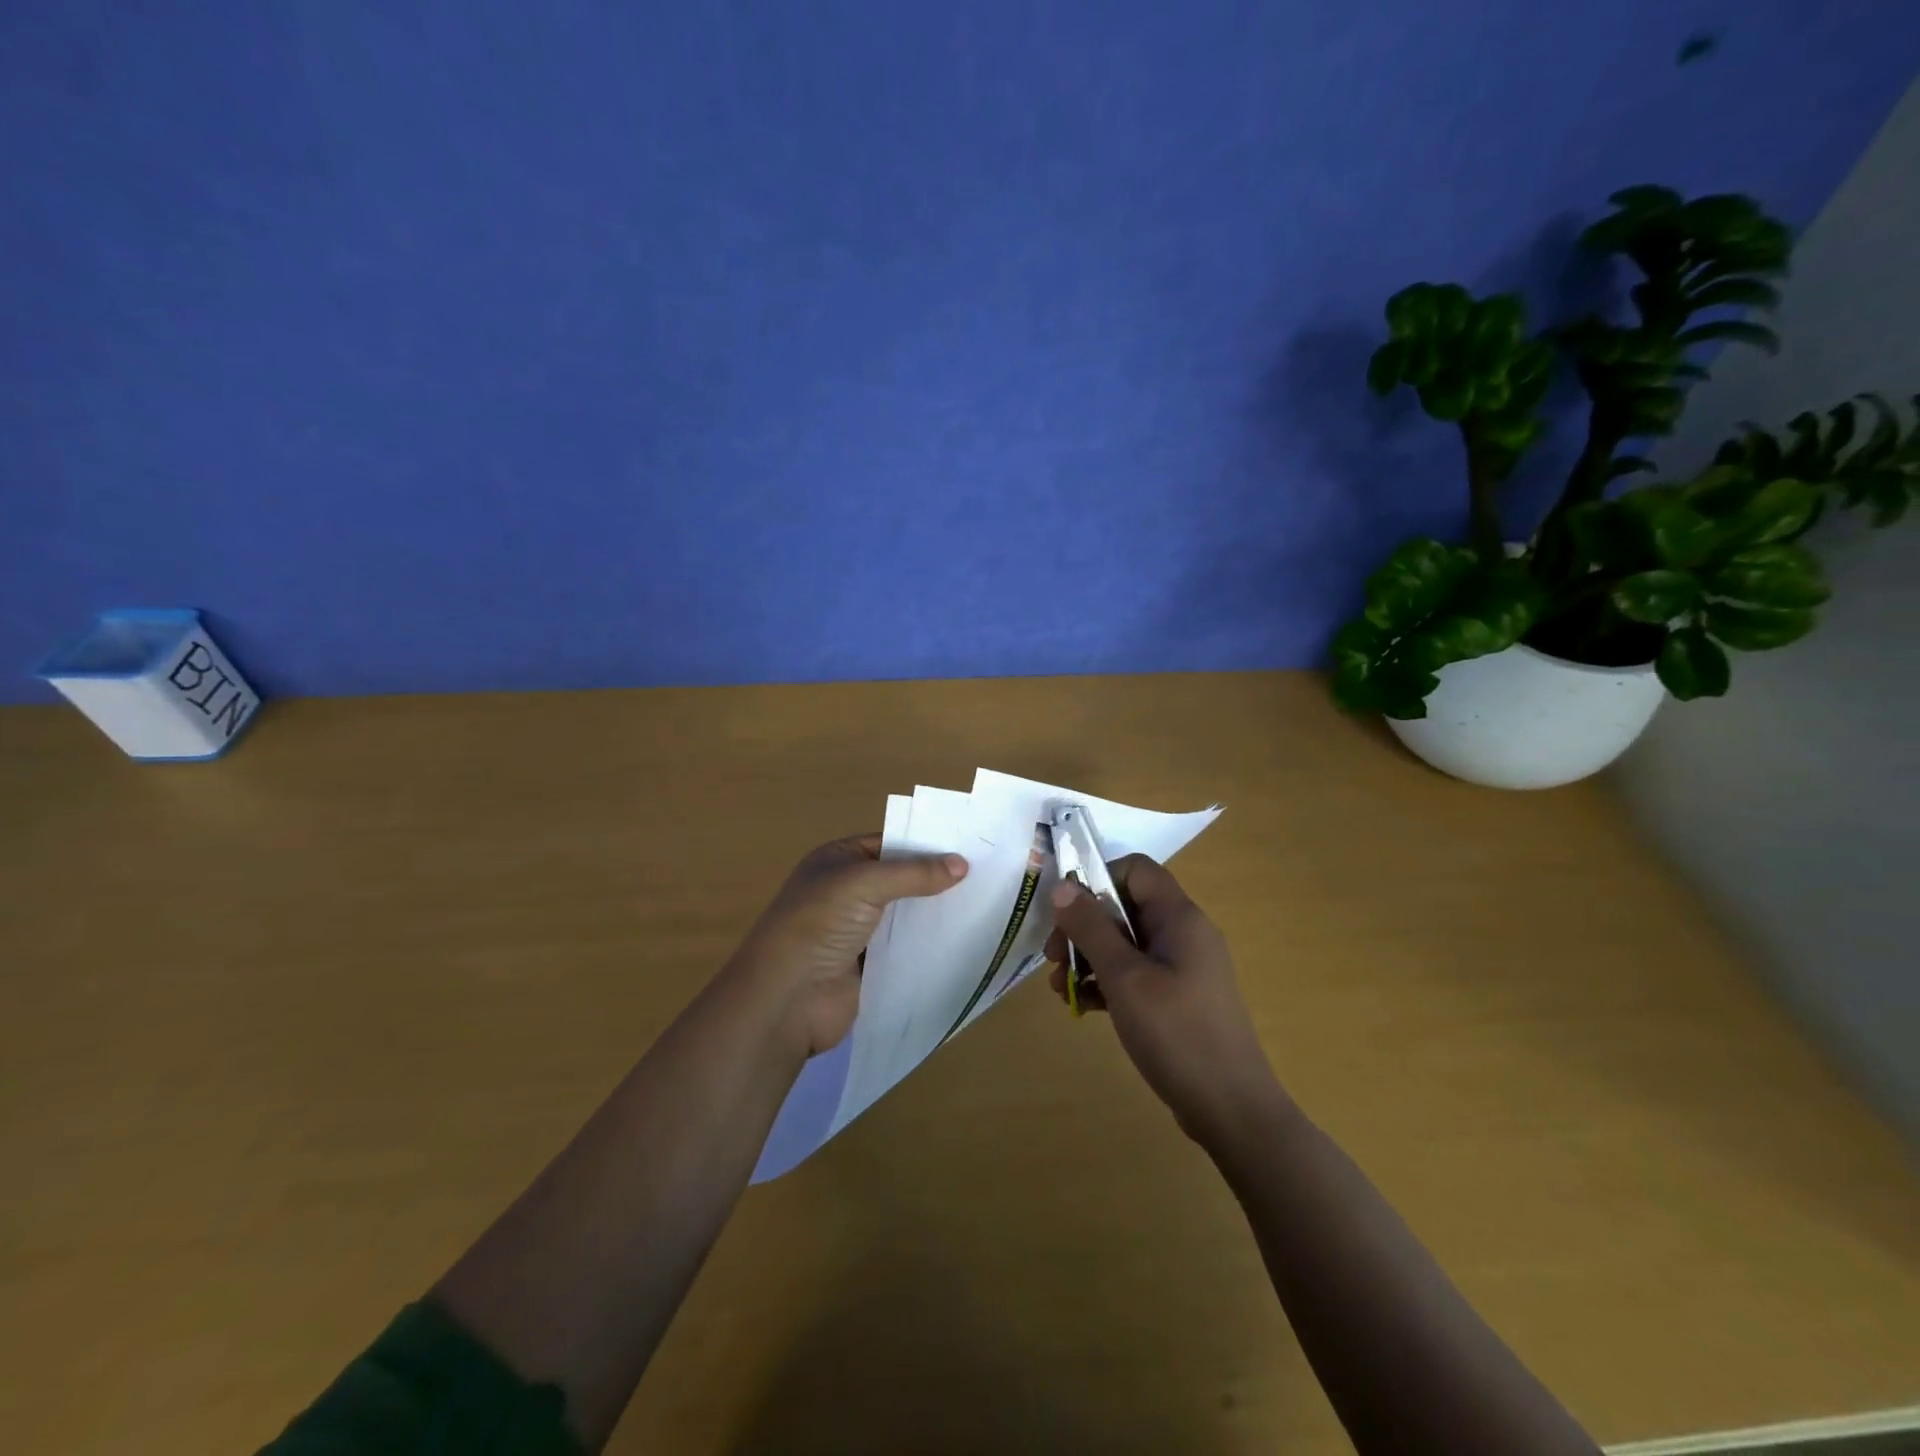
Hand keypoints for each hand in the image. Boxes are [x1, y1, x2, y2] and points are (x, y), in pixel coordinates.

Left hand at [726, 834, 967, 1059]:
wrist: (786, 998)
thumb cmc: (818, 924)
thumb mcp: (864, 883)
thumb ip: (914, 873)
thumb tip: (962, 865)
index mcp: (837, 860)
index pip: (890, 842)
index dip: (926, 843)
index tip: (970, 846)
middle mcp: (847, 890)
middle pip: (900, 878)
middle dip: (936, 878)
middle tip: (986, 874)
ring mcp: (858, 930)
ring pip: (905, 914)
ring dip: (935, 912)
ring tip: (984, 904)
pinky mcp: (870, 965)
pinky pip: (906, 948)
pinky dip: (929, 944)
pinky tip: (964, 939)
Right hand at [1045, 855, 1278, 1145]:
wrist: (1231, 1109)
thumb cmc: (1176, 1033)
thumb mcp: (1124, 977)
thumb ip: (1091, 928)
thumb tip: (1061, 886)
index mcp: (1179, 917)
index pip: (1136, 870)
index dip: (1098, 879)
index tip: (1067, 912)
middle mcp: (1184, 934)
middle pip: (1125, 907)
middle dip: (1084, 926)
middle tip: (1053, 957)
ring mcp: (1183, 967)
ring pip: (1126, 943)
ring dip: (1090, 957)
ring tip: (1060, 987)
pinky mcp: (1179, 998)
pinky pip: (1136, 973)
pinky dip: (1108, 982)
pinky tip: (1084, 1006)